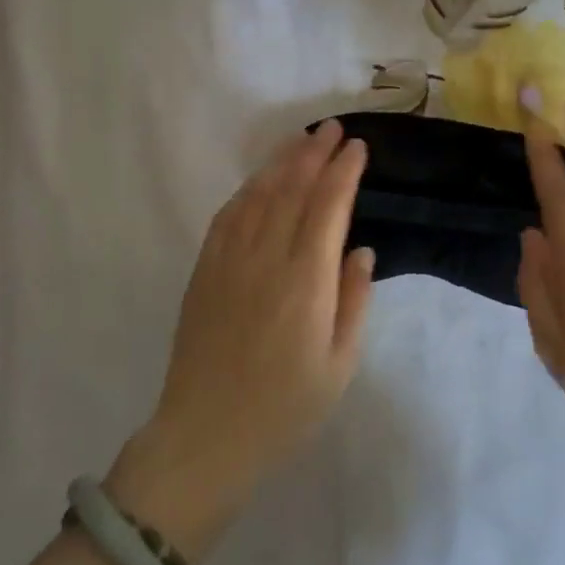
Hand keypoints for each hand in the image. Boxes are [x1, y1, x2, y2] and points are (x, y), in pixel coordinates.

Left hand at [109, 120, 374, 556]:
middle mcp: (267, 259)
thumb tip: (359, 251)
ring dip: (282, 162)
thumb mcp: (339, 365)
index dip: (344, 172)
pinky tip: (260, 180)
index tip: (357, 147)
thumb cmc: (284, 408)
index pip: (328, 207)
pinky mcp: (204, 272)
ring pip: (259, 195)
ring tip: (302, 139)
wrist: (205, 436)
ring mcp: (229, 262)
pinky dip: (248, 190)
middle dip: (315, 154)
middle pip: (293, 190)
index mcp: (306, 282)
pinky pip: (227, 217)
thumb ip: (353, 301)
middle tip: (333, 128)